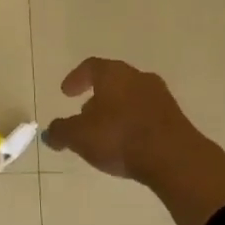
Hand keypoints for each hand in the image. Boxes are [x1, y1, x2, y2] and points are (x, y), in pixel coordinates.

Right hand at [41, 57, 224, 224]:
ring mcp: (161, 97)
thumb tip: (49, 133)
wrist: (174, 158)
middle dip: (97, 96)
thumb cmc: (119, 137)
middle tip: (84, 112)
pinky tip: (127, 143)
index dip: (76, 78)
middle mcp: (138, 78)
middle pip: (114, 81)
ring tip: (105, 132)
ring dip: (116, 110)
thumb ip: (61, 132)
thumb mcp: (79, 137)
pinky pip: (147, 115)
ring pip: (131, 98)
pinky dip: (133, 123)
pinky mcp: (175, 118)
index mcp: (113, 74)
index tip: (66, 92)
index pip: (91, 67)